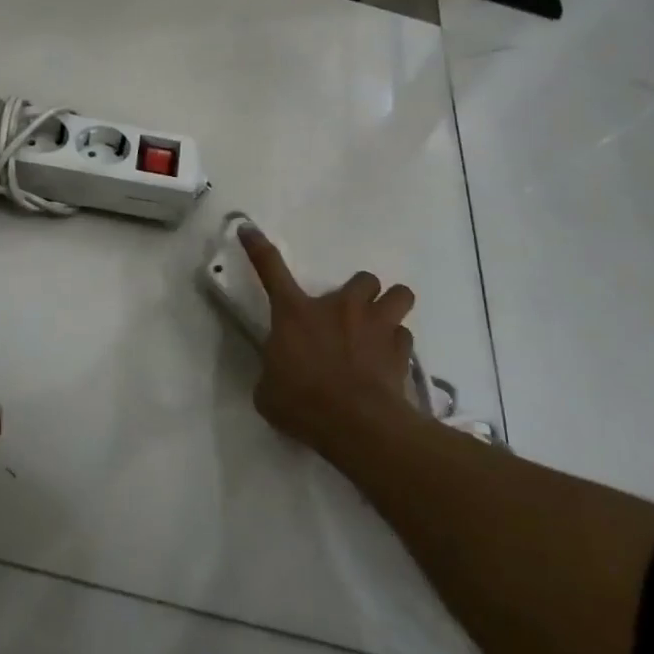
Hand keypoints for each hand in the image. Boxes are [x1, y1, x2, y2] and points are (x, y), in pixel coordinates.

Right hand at [239, 226, 417, 460]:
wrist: (356, 425)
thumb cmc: (302, 403)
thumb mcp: (269, 390)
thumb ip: (274, 370)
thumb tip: (280, 371)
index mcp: (295, 313)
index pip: (270, 269)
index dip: (258, 247)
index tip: (249, 228)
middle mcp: (339, 308)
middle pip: (362, 278)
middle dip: (360, 295)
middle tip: (352, 317)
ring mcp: (375, 325)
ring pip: (398, 295)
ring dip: (389, 309)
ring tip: (381, 331)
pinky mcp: (401, 349)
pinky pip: (404, 337)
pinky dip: (397, 347)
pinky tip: (387, 365)